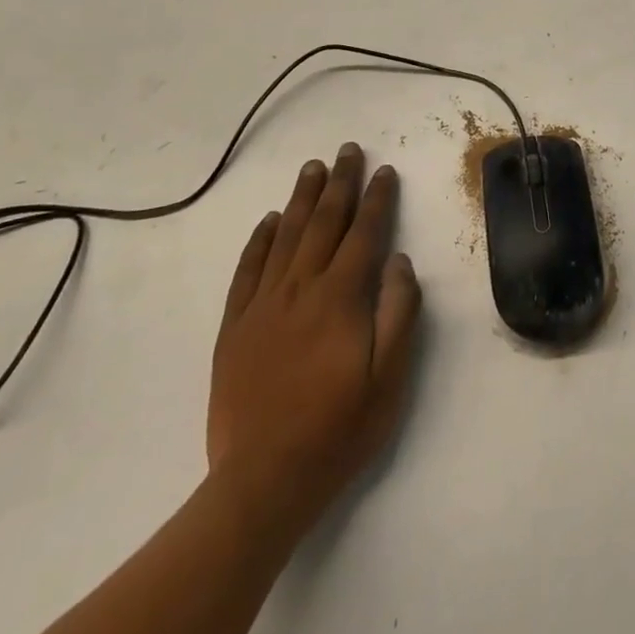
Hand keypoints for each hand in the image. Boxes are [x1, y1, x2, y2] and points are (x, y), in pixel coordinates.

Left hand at [207, 142, 421, 536]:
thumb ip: (399, 312)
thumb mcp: (390, 377)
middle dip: (340, 183)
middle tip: (348, 150)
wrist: (262, 483)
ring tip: (313, 168)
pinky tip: (269, 220)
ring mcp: (263, 306)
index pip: (363, 234)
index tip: (385, 171)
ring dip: (302, 199)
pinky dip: (259, 240)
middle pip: (324, 223)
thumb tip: (398, 260)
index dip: (377, 200)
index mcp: (340, 298)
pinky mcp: (235, 327)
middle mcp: (300, 289)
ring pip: (285, 237)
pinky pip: (247, 271)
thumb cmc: (338, 430)